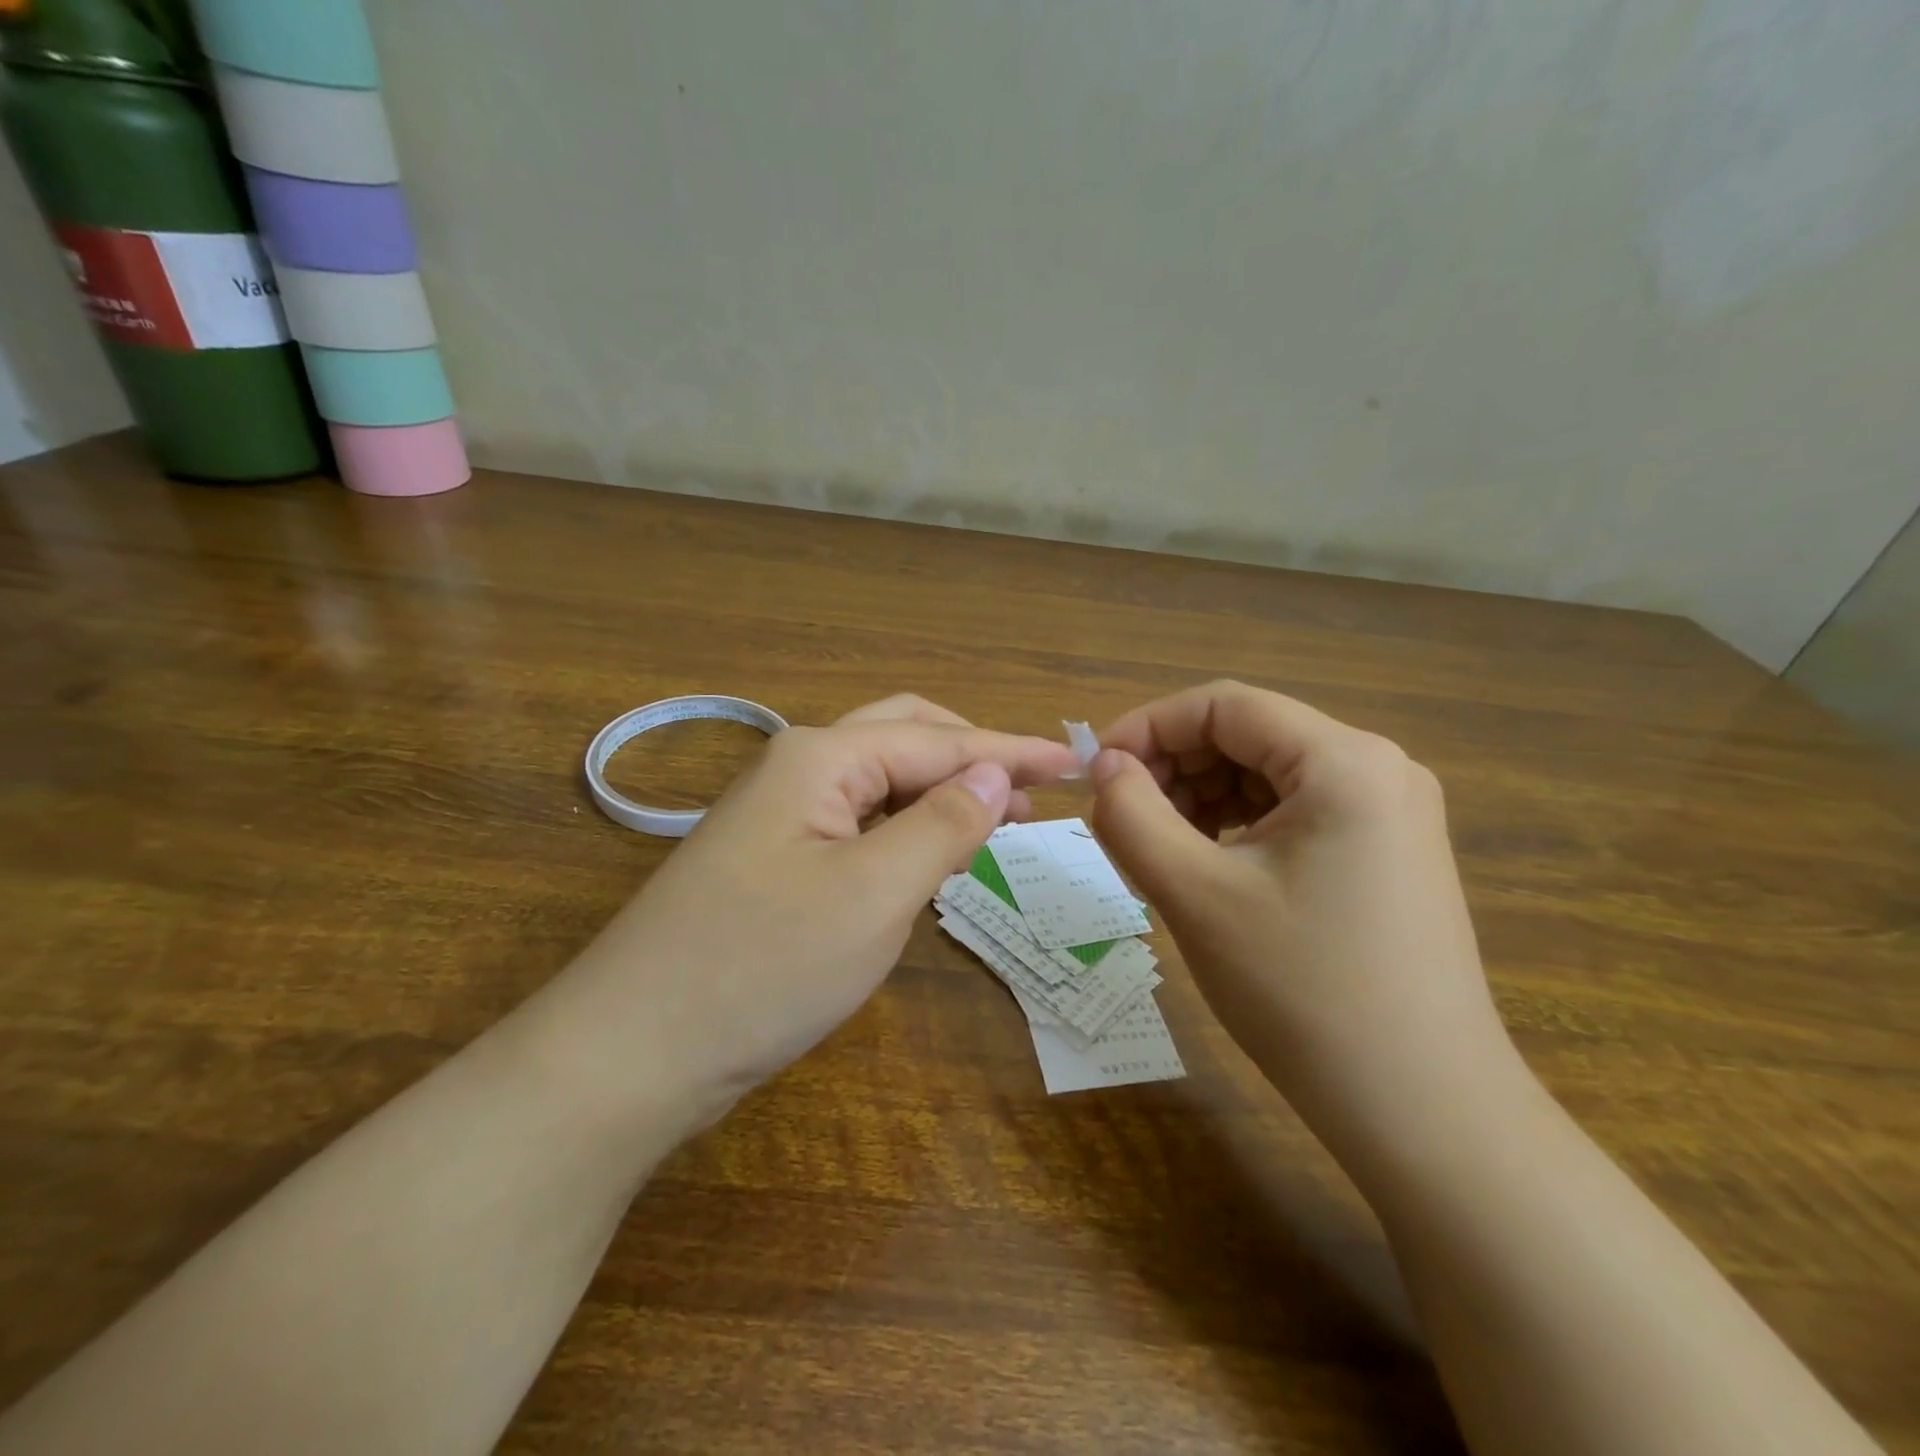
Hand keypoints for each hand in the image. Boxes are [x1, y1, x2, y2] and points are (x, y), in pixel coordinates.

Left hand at [564, 695, 1079, 1107]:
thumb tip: (993, 771)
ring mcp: (778, 817)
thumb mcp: (873, 893)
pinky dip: (904, 829)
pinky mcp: (772, 863)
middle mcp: (797, 770)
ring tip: (995, 822)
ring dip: (939, 792)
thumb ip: (942, 824)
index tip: (1075, 764)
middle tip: (1032, 791)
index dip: (1010, 749)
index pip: (938, 740)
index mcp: (821, 758)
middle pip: (904, 738)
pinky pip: (856, 825)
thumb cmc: (762, 966)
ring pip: (879, 783)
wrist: (630, 1053)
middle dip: (972, 755)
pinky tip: (928, 855)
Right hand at [1089, 681, 1522, 1155]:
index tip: (1095, 772)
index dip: (1147, 727)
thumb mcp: (1195, 894)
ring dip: (1200, 797)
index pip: (1223, 706)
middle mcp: (1378, 769)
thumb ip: (1131, 814)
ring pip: (1267, 775)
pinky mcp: (1386, 854)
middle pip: (1248, 735)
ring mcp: (1390, 813)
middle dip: (1173, 766)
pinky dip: (1237, 826)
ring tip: (1158, 849)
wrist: (1424, 1113)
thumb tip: (1104, 765)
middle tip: (1120, 818)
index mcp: (1344, 760)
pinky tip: (1208, 867)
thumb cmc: (1303, 992)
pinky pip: (1294, 813)